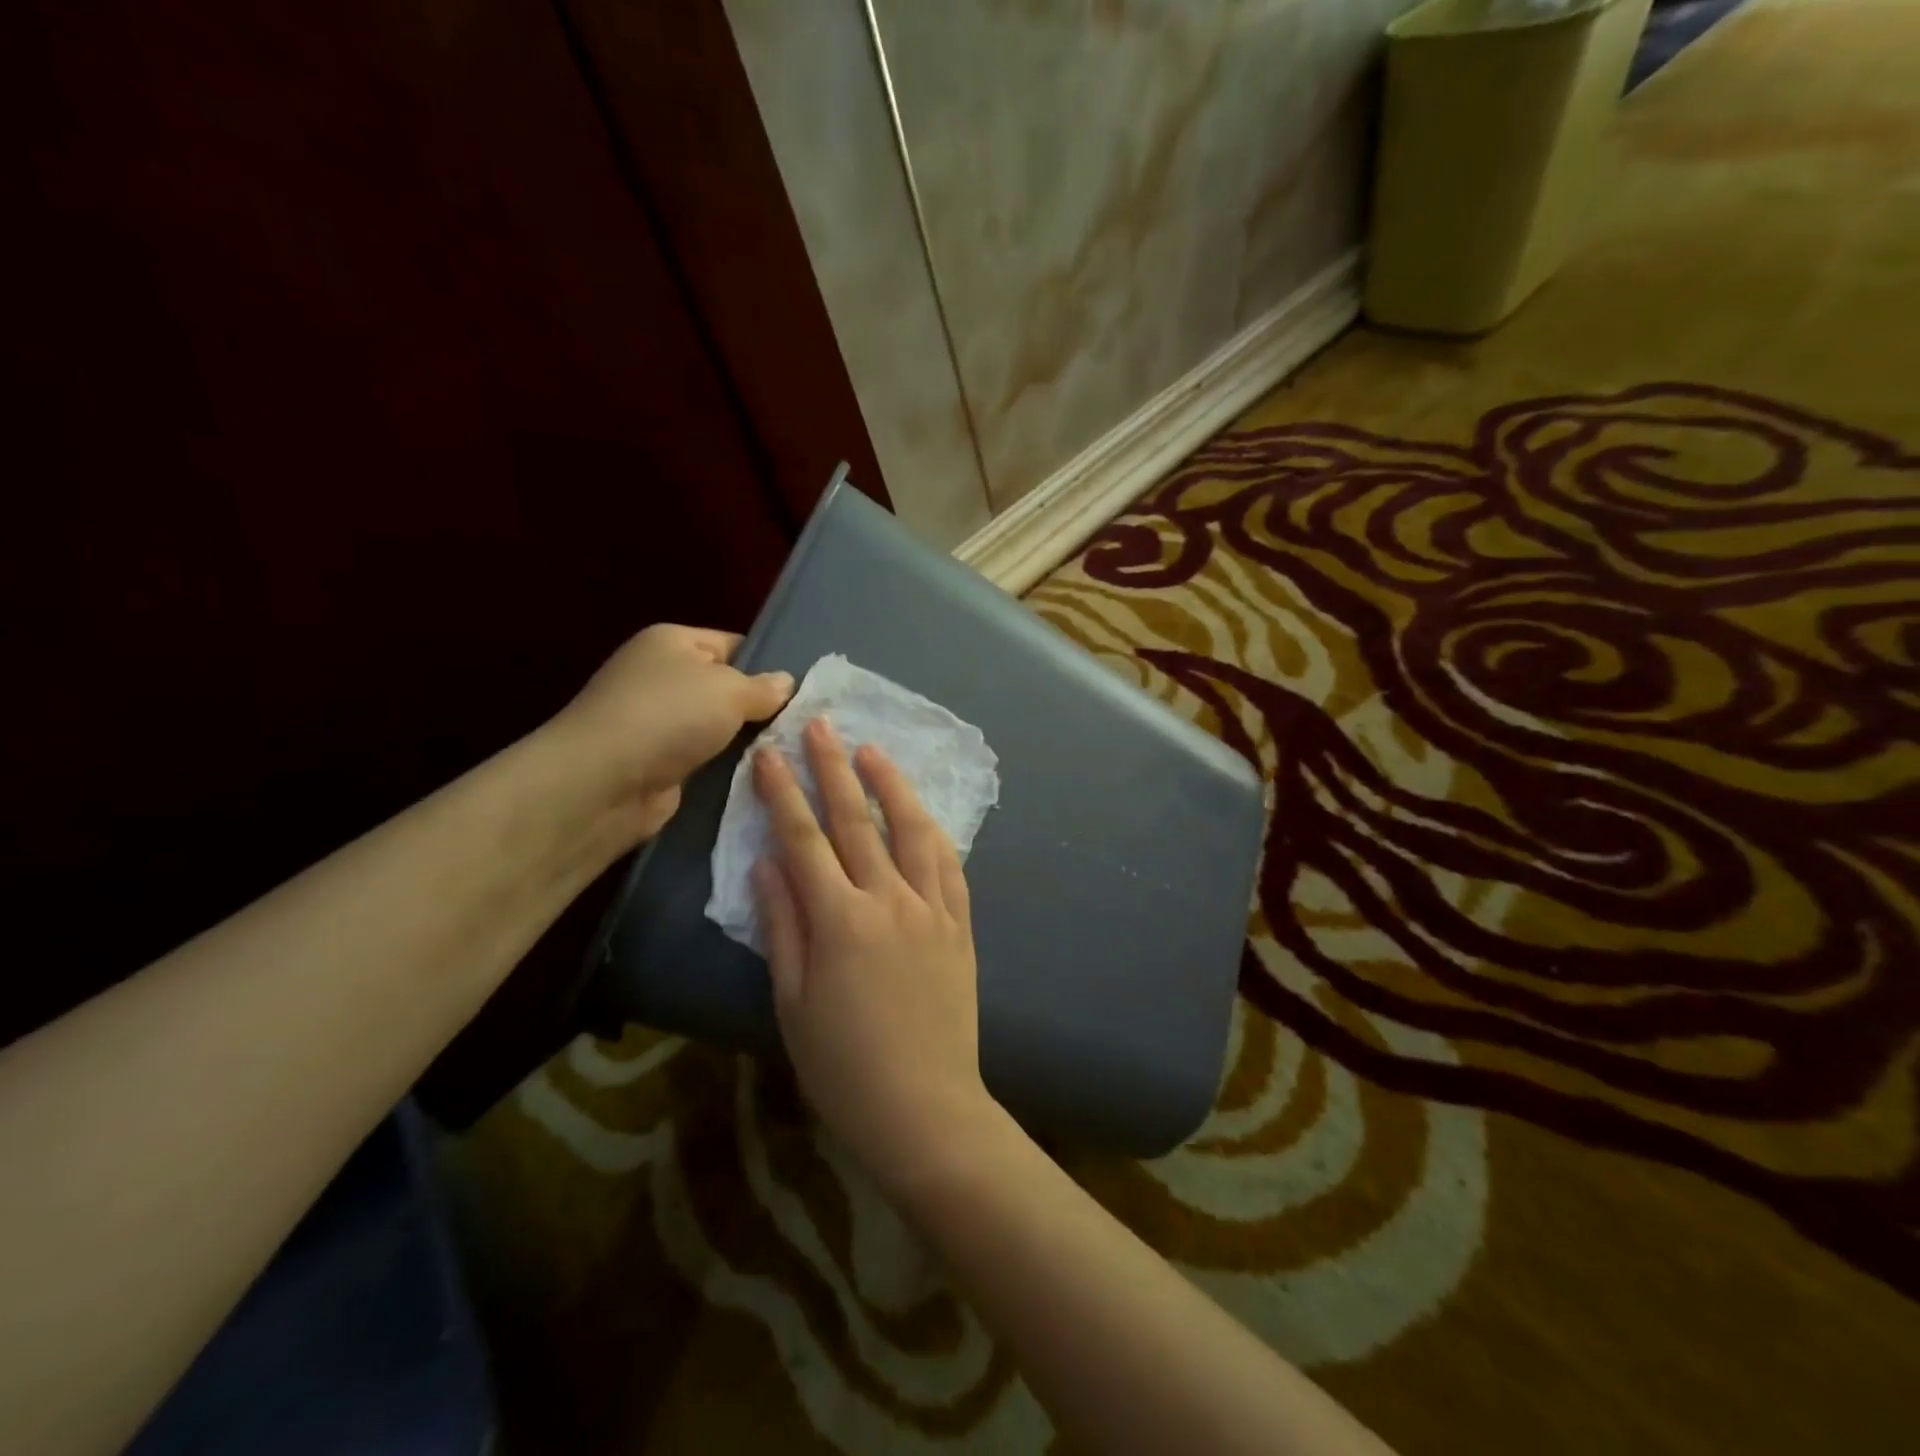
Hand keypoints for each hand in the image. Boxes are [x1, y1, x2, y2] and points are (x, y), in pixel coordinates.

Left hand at [556, 624, 792, 838]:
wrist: (604, 782)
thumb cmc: (668, 716)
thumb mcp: (729, 690)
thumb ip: (764, 687)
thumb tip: (787, 682)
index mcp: (672, 642)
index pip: (733, 645)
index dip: (768, 664)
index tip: (804, 689)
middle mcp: (662, 677)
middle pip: (727, 687)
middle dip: (761, 706)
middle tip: (805, 724)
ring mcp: (658, 722)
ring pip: (720, 727)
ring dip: (747, 741)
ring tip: (791, 751)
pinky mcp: (660, 762)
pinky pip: (707, 758)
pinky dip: (728, 766)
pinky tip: (762, 775)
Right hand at [753, 719, 997, 1198]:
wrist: (925, 1107)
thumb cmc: (843, 1066)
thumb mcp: (793, 1002)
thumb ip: (782, 926)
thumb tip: (768, 864)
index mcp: (840, 920)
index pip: (804, 839)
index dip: (783, 792)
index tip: (770, 753)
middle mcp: (889, 900)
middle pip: (856, 820)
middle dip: (834, 768)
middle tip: (821, 725)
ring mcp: (932, 909)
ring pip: (911, 830)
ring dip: (891, 785)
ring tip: (873, 751)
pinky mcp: (960, 925)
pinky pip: (949, 865)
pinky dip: (932, 831)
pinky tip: (922, 814)